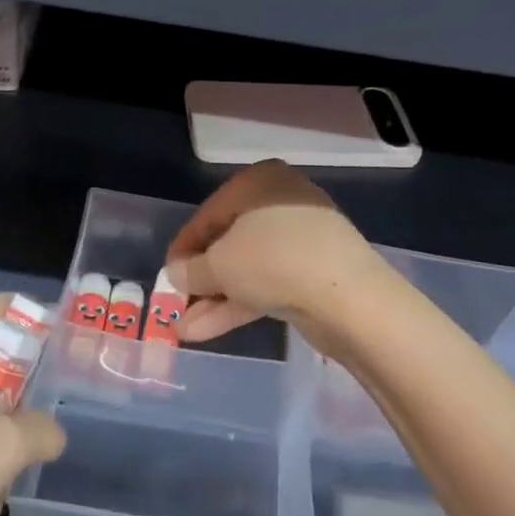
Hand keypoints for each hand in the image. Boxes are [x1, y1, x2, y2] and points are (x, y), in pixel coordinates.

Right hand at [165, 161, 381, 345]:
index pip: (209, 214)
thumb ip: (191, 270)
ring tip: (182, 330)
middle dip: (200, 280)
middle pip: (229, 243)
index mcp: (259, 183)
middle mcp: (281, 203)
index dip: (183, 247)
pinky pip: (266, 285)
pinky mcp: (313, 274)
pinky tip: (206, 332)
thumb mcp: (219, 264)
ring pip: (247, 269)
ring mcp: (301, 241)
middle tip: (175, 305)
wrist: (348, 298)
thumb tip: (176, 275)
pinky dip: (238, 305)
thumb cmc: (272, 261)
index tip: (166, 276)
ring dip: (214, 299)